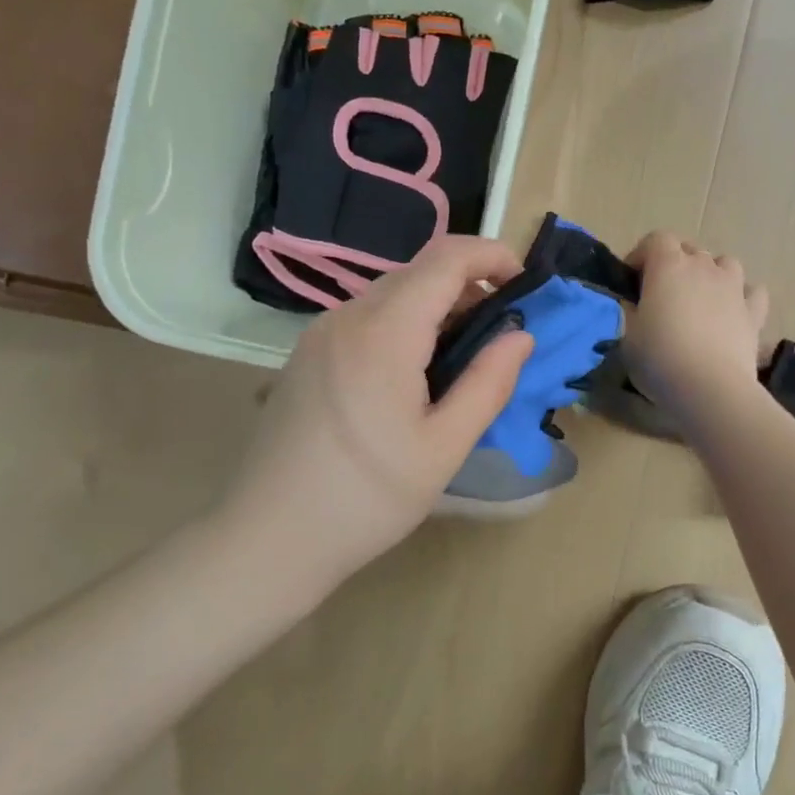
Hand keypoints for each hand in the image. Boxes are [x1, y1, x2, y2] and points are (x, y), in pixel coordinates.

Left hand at [217, 235, 535, 597]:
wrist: (268, 538)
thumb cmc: (366, 498)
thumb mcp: (444, 447)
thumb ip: (488, 383)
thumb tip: (521, 336)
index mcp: (384, 333)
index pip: (446, 260)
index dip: (492, 256)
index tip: (526, 285)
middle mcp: (347, 317)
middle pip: (419, 270)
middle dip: (470, 282)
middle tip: (504, 329)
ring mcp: (320, 334)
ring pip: (392, 292)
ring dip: (439, 304)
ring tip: (467, 353)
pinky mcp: (308, 355)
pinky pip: (368, 316)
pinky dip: (408, 322)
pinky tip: (418, 369)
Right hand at [623, 231, 770, 423]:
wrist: (710, 388)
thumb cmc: (660, 358)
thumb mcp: (628, 335)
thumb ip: (630, 311)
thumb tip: (634, 303)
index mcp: (668, 266)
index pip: (656, 239)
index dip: (642, 255)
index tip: (632, 280)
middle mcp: (704, 267)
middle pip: (689, 249)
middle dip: (674, 264)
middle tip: (662, 294)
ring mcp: (733, 287)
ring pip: (725, 263)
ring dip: (711, 273)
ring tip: (700, 298)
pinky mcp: (754, 312)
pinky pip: (753, 292)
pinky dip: (743, 296)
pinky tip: (734, 311)